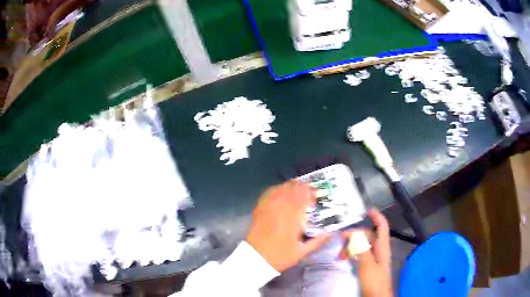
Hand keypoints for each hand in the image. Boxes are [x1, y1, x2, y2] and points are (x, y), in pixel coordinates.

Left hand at [246, 181, 330, 271]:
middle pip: (292, 191)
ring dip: (290, 186)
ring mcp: (268, 209)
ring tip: (297, 185)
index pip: (303, 199)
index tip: (316, 193)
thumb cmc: (280, 256)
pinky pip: (268, 194)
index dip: (310, 193)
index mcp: (293, 220)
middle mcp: (281, 210)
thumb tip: (330, 233)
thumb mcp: (301, 252)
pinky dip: (276, 189)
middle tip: (309, 187)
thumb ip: (317, 241)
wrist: (256, 259)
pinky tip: (280, 190)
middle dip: (301, 187)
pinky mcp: (259, 210)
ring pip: (280, 190)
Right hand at [342, 210, 392, 296]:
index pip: (382, 226)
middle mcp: (378, 249)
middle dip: (355, 235)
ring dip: (351, 246)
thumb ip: (361, 248)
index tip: (367, 210)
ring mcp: (373, 258)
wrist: (376, 296)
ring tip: (340, 255)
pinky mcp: (368, 265)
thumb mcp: (367, 264)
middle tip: (341, 239)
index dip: (377, 217)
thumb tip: (353, 233)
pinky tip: (344, 259)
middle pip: (368, 235)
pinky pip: (359, 254)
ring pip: (362, 245)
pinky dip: (351, 254)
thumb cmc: (374, 280)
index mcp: (382, 246)